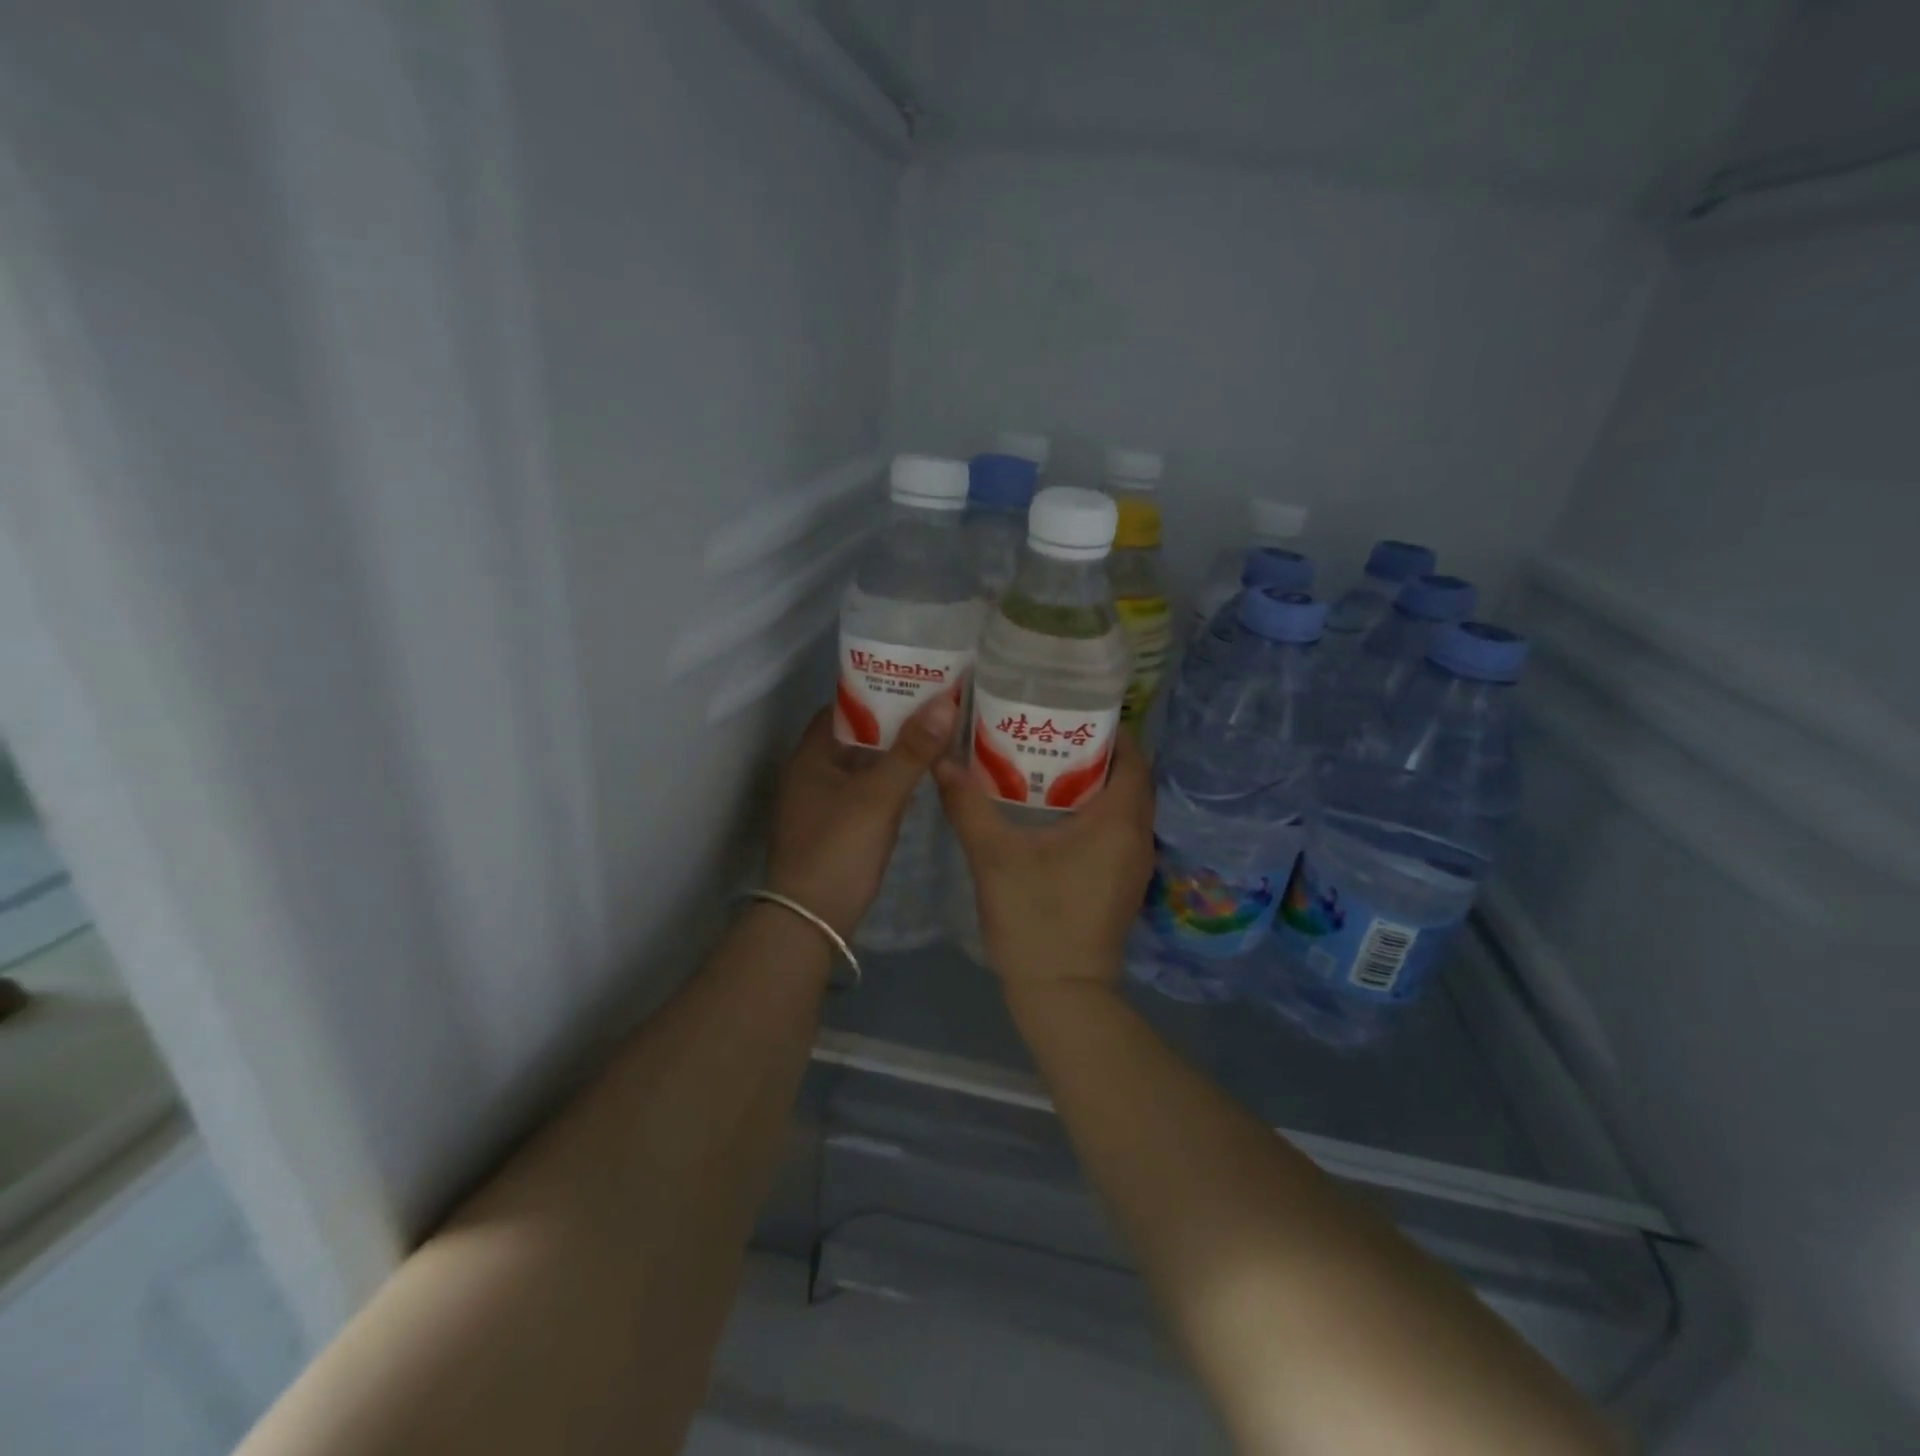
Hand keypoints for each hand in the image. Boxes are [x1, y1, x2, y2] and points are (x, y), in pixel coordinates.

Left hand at [766, 694, 957, 937]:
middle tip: (940, 705)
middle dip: (896, 721)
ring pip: (867, 765)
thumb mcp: (877, 798)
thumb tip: (944, 703)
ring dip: (898, 753)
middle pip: (859, 734)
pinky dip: (894, 782)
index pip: (845, 706)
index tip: (918, 679)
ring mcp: (827, 802)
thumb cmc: (837, 850)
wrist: (810, 922)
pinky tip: (926, 779)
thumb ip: (911, 752)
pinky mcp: (841, 827)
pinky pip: (871, 792)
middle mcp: (815, 772)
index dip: (878, 690)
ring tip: (941, 734)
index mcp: (812, 754)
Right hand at [935, 729, 1155, 993]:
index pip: (1132, 757)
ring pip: (1124, 807)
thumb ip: (968, 804)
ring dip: (1096, 784)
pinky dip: (1096, 813)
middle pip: (1129, 779)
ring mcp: (1134, 864)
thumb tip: (941, 760)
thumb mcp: (994, 856)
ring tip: (1048, 766)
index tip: (1070, 714)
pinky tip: (1053, 815)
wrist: (1062, 993)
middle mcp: (1138, 837)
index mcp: (1119, 821)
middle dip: (1096, 753)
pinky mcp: (1123, 884)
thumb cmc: (1034, 919)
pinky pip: (1118, 831)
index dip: (1108, 730)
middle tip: (1051, 736)